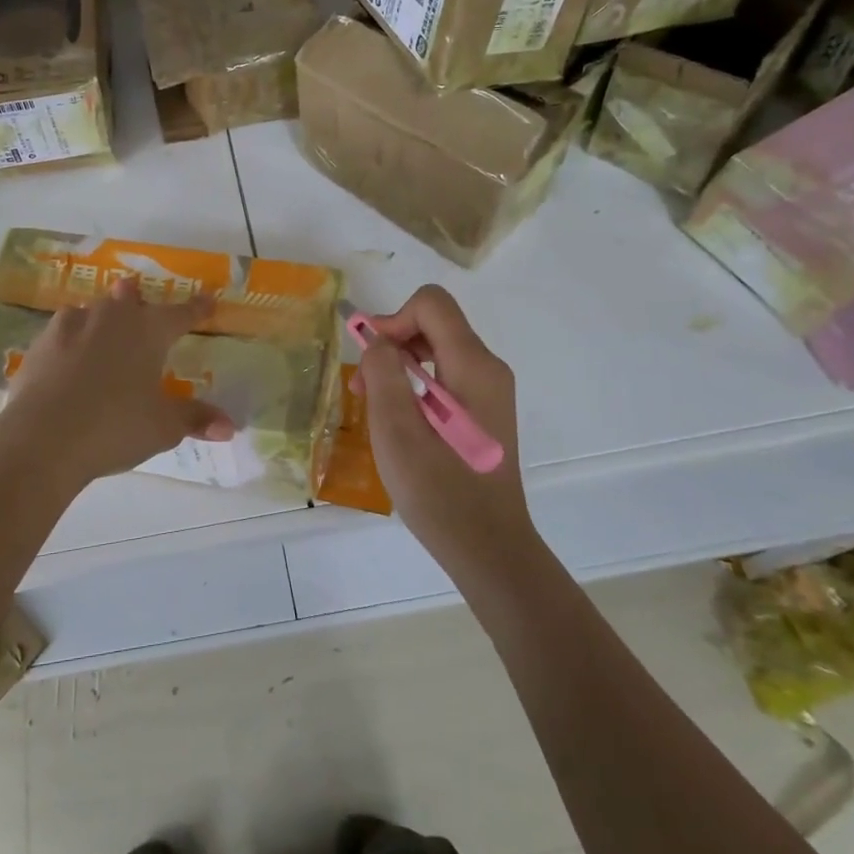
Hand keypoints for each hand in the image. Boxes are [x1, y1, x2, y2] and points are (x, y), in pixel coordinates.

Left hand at [0, 279, 234, 487]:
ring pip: (91, 310)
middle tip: (136, 295)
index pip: (180, 314)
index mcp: (147, 330)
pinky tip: (68, 355)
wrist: (42, 437)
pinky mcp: (39, 345)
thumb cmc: (115, 426)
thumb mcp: (163, 427)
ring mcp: (70, 327)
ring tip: (101, 324)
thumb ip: (195, 419)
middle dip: (136, 298)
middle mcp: (110, 318)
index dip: (197, 308)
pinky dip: (70, 340)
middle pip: (127, 299)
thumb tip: (229, 426)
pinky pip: (62, 333)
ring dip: (100, 315)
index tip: (208, 299)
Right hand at [359, 286, 531, 561]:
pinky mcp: (484, 411)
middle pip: (434, 323)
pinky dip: (415, 384)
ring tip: (376, 407)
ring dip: (399, 365)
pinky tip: (401, 422)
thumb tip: (376, 340)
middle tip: (363, 387)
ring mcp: (490, 391)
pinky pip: (445, 375)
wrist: (488, 549)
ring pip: (437, 348)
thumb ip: (383, 373)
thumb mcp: (397, 430)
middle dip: (392, 343)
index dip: (392, 319)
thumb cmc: (439, 492)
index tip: (370, 359)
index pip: (431, 304)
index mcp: (473, 366)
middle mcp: (488, 369)